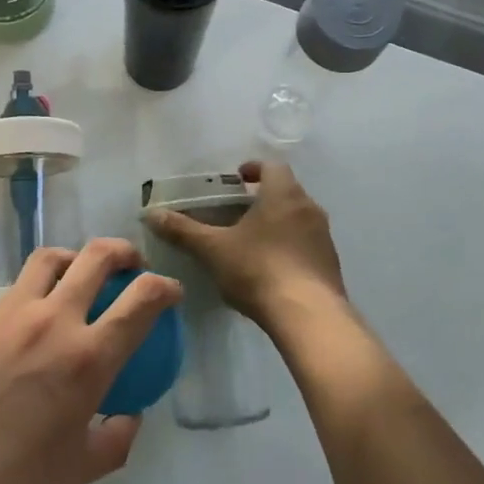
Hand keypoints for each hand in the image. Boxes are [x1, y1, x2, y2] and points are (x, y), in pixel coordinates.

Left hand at [0, 239, 180, 483]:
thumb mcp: (79, 471)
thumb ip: (116, 438)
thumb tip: (129, 415)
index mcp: (88, 358)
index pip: (141, 300)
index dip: (164, 287)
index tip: (171, 291)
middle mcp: (55, 320)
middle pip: (97, 257)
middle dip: (125, 252)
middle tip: (133, 266)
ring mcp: (14, 313)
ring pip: (53, 257)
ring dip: (78, 257)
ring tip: (83, 275)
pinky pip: (21, 284)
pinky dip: (42, 283)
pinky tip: (40, 313)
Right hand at [145, 161, 344, 327]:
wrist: (310, 317)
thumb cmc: (259, 270)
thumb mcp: (213, 250)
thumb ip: (183, 230)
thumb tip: (152, 214)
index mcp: (284, 193)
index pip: (272, 166)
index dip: (253, 169)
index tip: (236, 181)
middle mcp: (309, 207)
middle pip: (286, 190)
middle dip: (262, 197)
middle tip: (237, 212)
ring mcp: (324, 236)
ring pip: (298, 217)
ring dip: (278, 222)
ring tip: (252, 241)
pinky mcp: (331, 263)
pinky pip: (307, 244)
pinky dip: (290, 246)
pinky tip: (272, 268)